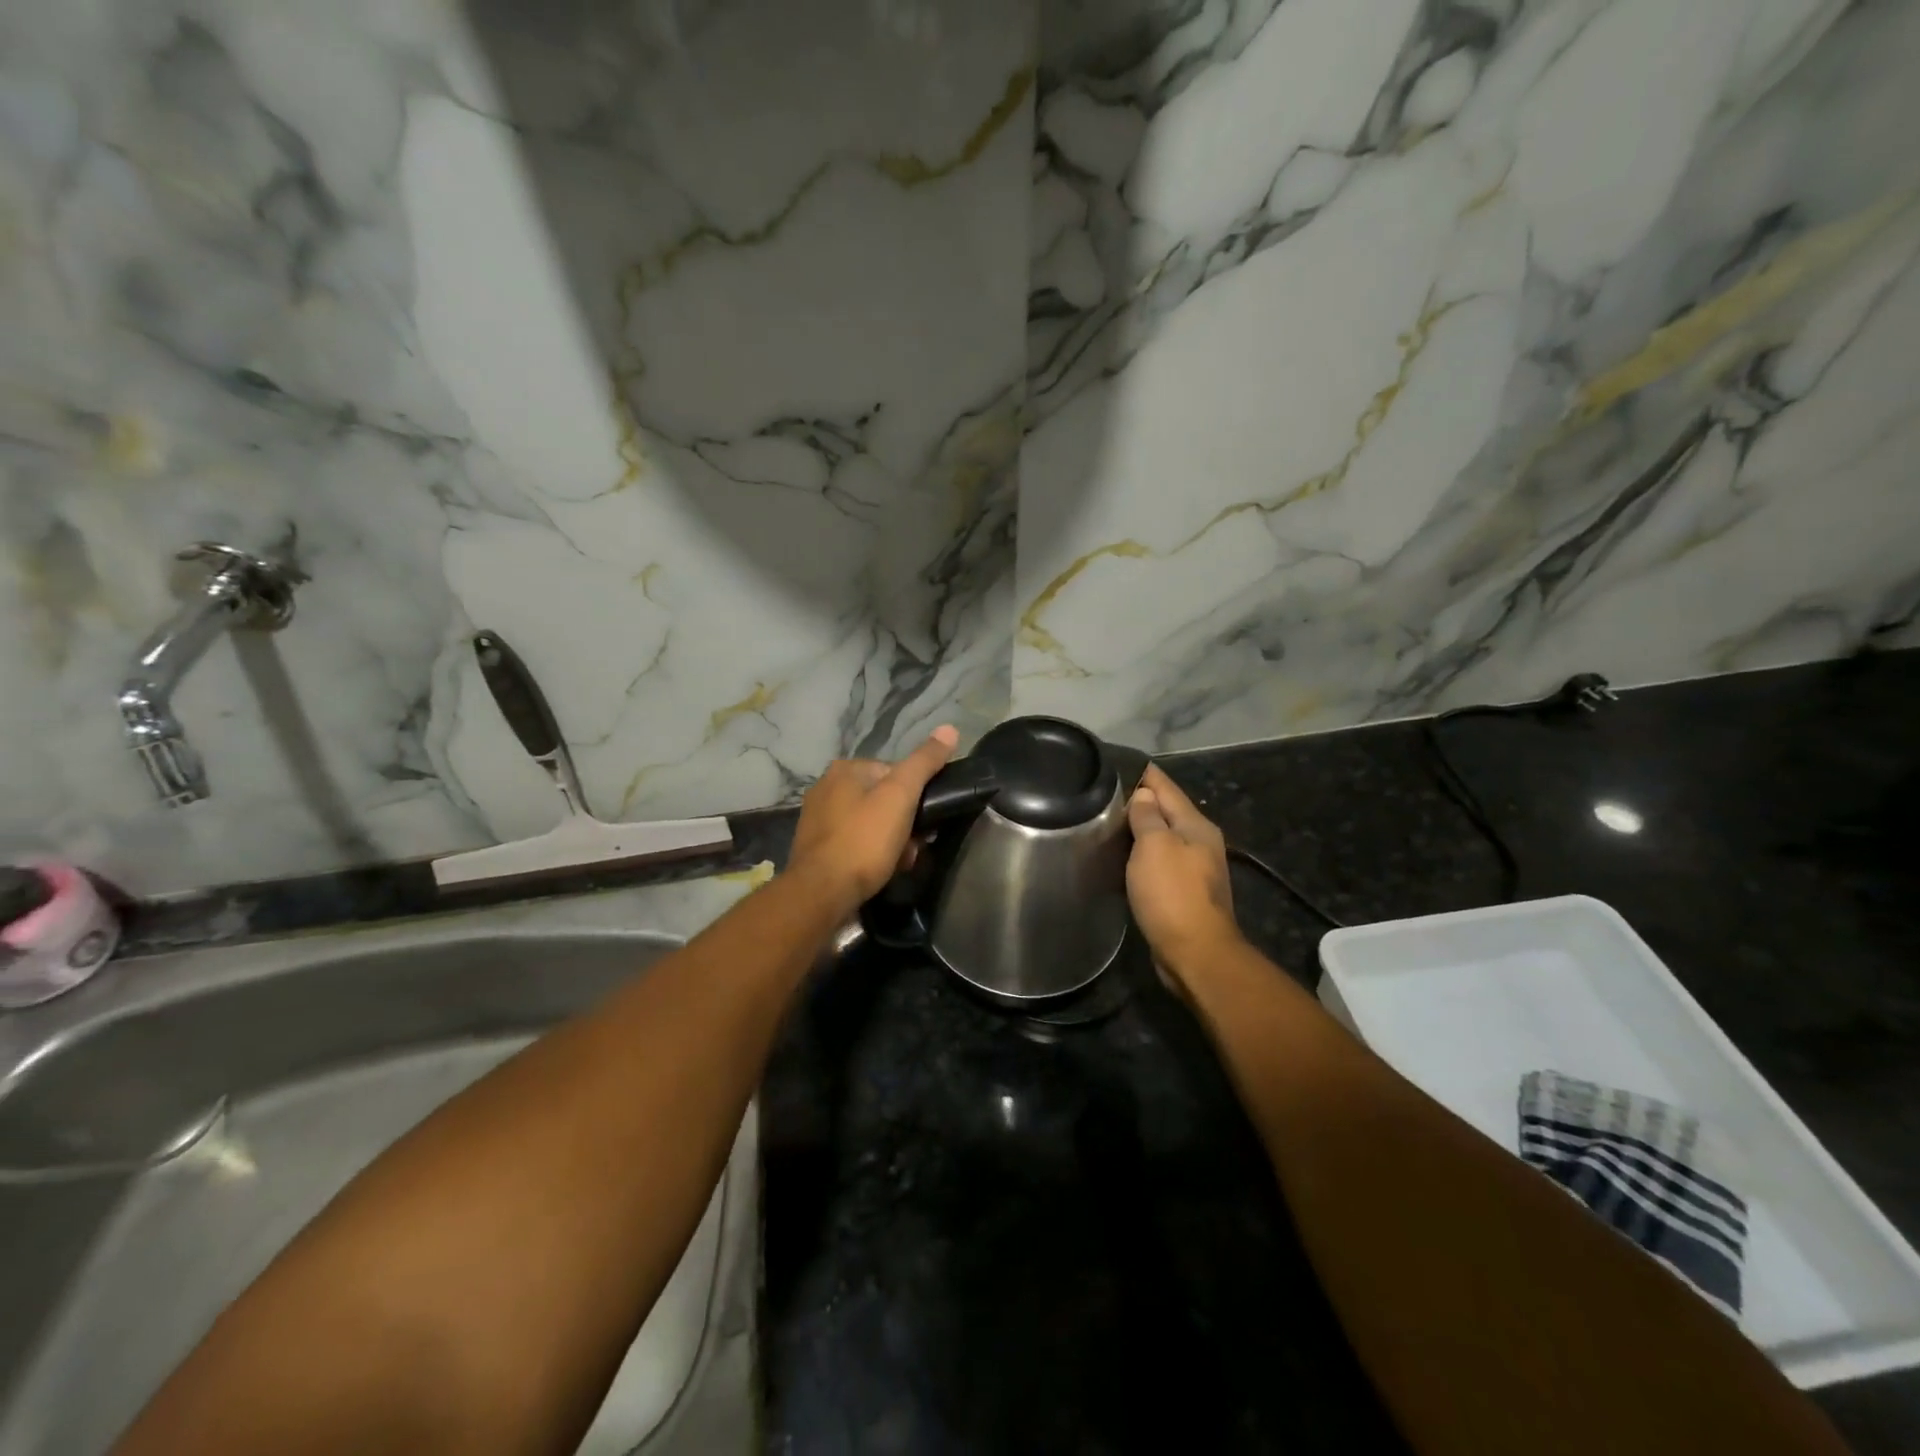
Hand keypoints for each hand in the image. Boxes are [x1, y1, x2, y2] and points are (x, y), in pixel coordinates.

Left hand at [788, 726, 960, 910]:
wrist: (822, 893)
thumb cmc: (864, 840)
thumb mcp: (901, 796)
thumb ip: (924, 762)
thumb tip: (950, 729)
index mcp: (844, 769)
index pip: (894, 772)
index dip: (915, 797)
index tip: (925, 821)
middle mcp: (826, 788)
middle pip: (883, 799)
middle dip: (903, 823)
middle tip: (914, 846)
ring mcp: (818, 819)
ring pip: (871, 823)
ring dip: (891, 841)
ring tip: (900, 862)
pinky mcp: (816, 847)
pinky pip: (855, 843)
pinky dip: (871, 854)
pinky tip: (880, 871)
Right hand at [1126, 765, 1243, 975]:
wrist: (1196, 954)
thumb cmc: (1173, 894)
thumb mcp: (1155, 846)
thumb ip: (1148, 816)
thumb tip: (1143, 795)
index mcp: (1196, 825)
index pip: (1165, 786)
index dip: (1141, 773)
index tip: (1113, 764)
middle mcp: (1200, 842)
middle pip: (1166, 811)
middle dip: (1138, 801)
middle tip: (1100, 794)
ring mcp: (1195, 870)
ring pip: (1162, 838)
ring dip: (1139, 830)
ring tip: (1105, 823)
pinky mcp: (1184, 894)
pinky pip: (1159, 863)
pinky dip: (1141, 856)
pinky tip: (1122, 858)